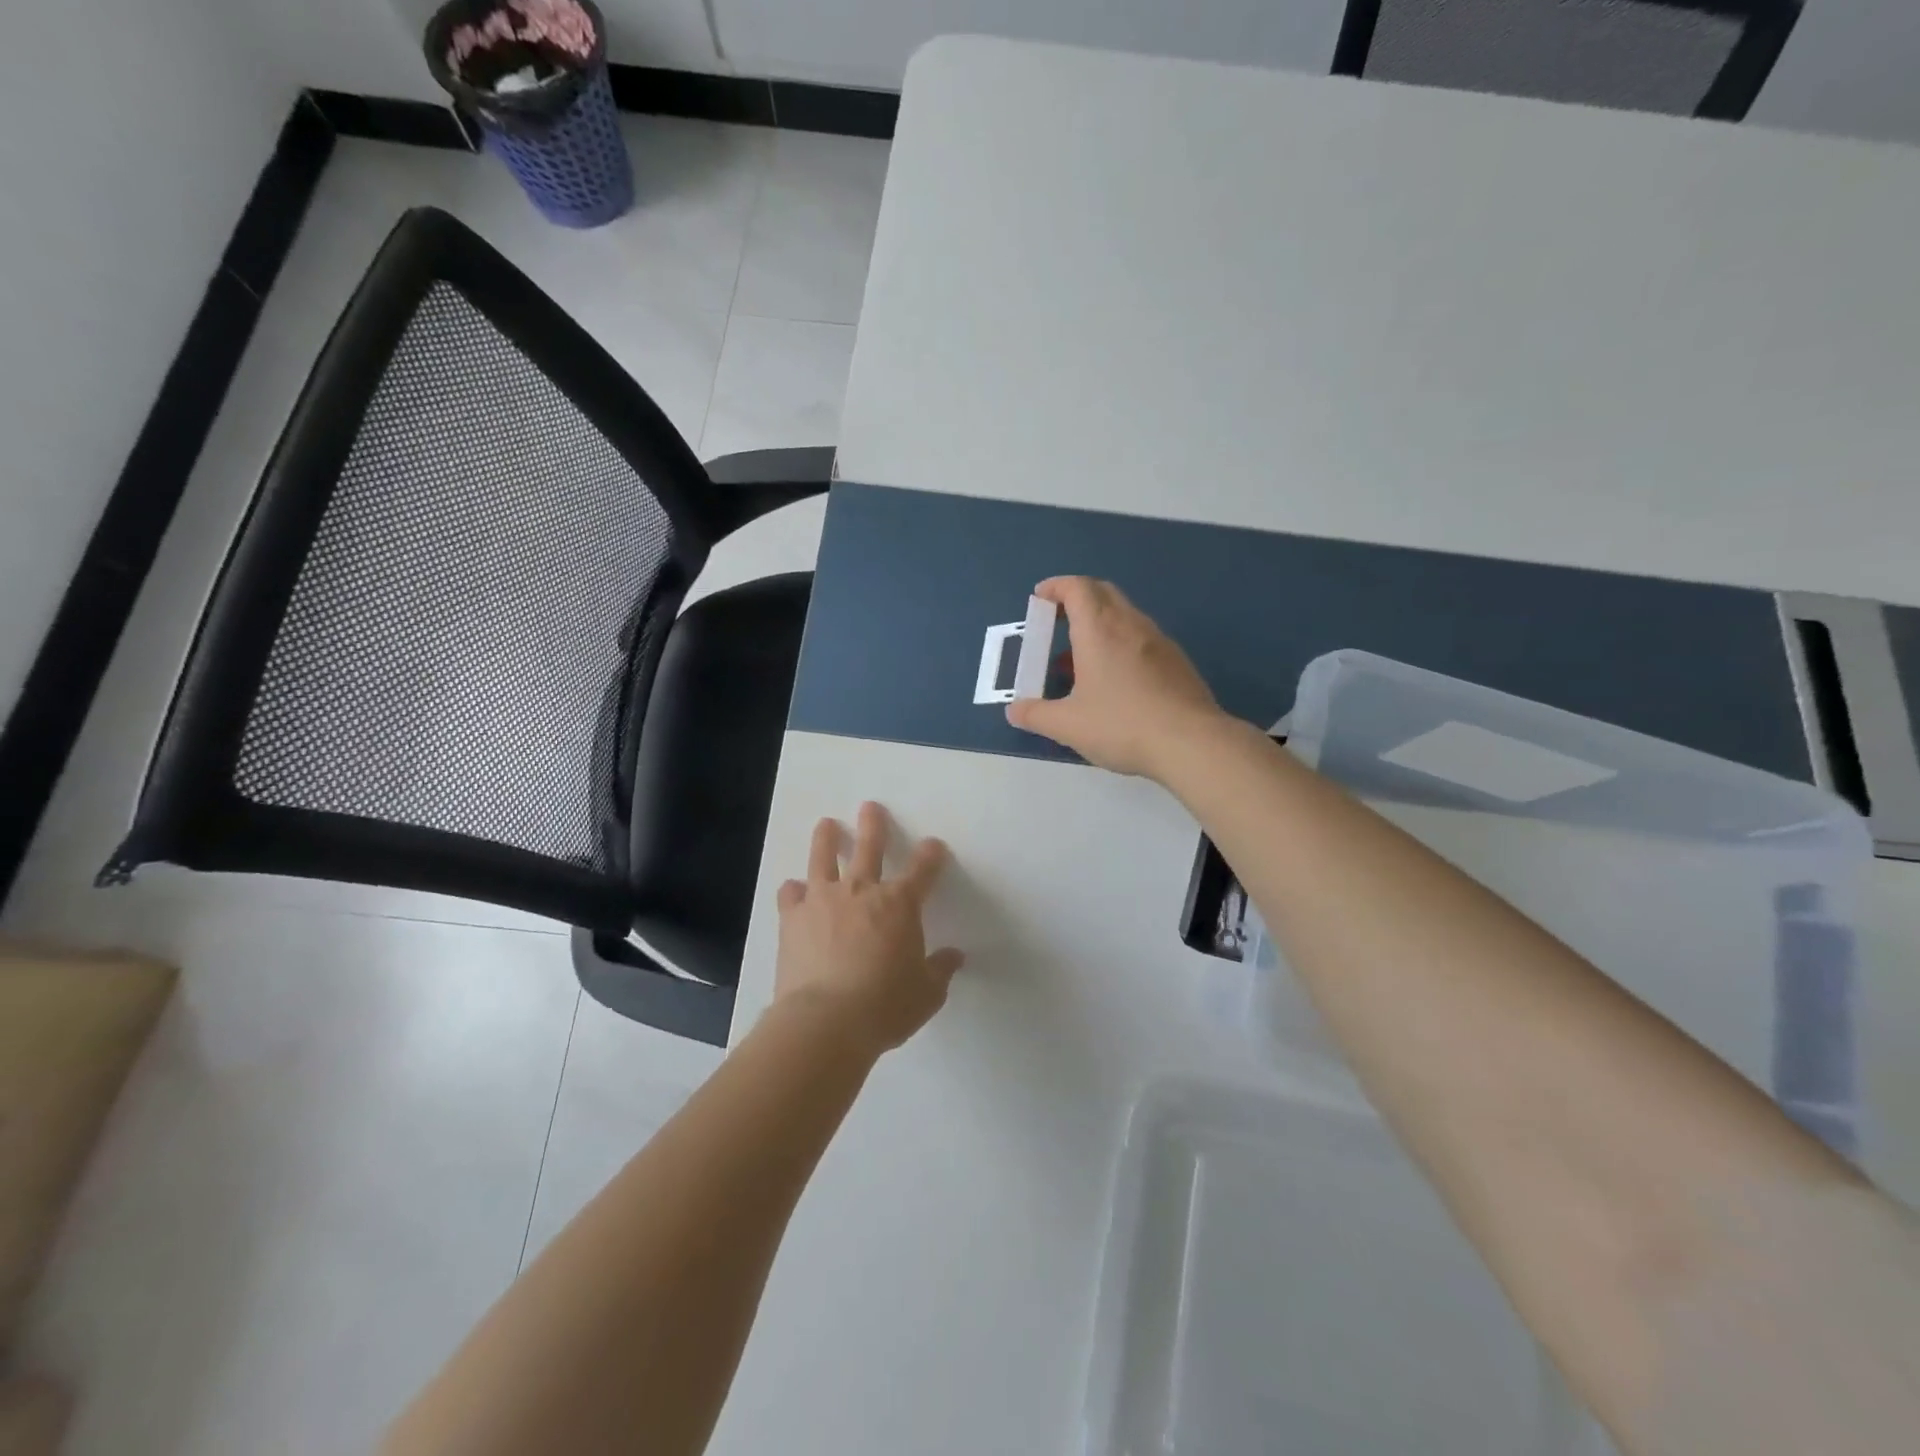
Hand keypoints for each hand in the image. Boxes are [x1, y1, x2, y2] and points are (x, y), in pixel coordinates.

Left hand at [774, 802, 963, 1055]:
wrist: (826, 1021)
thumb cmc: (885, 1006)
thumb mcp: (927, 993)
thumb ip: (940, 970)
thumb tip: (954, 957)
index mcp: (900, 905)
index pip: (923, 870)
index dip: (931, 855)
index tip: (934, 846)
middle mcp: (862, 891)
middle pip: (870, 847)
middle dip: (874, 825)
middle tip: (871, 807)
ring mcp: (824, 900)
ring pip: (824, 857)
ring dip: (826, 838)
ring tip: (826, 825)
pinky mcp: (793, 917)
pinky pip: (791, 893)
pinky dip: (794, 890)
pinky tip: (794, 889)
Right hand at [1005, 576, 1224, 779]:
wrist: (1190, 742)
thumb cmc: (1121, 725)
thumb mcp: (1068, 725)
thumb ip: (1036, 715)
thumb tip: (1014, 710)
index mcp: (1099, 630)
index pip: (1077, 588)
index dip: (1056, 587)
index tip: (1040, 597)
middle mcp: (1130, 625)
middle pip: (1103, 593)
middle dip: (1077, 598)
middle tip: (1058, 619)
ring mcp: (1158, 641)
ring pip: (1125, 615)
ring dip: (1099, 623)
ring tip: (1080, 657)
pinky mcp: (1177, 662)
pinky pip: (1141, 638)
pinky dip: (1120, 643)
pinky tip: (1114, 680)